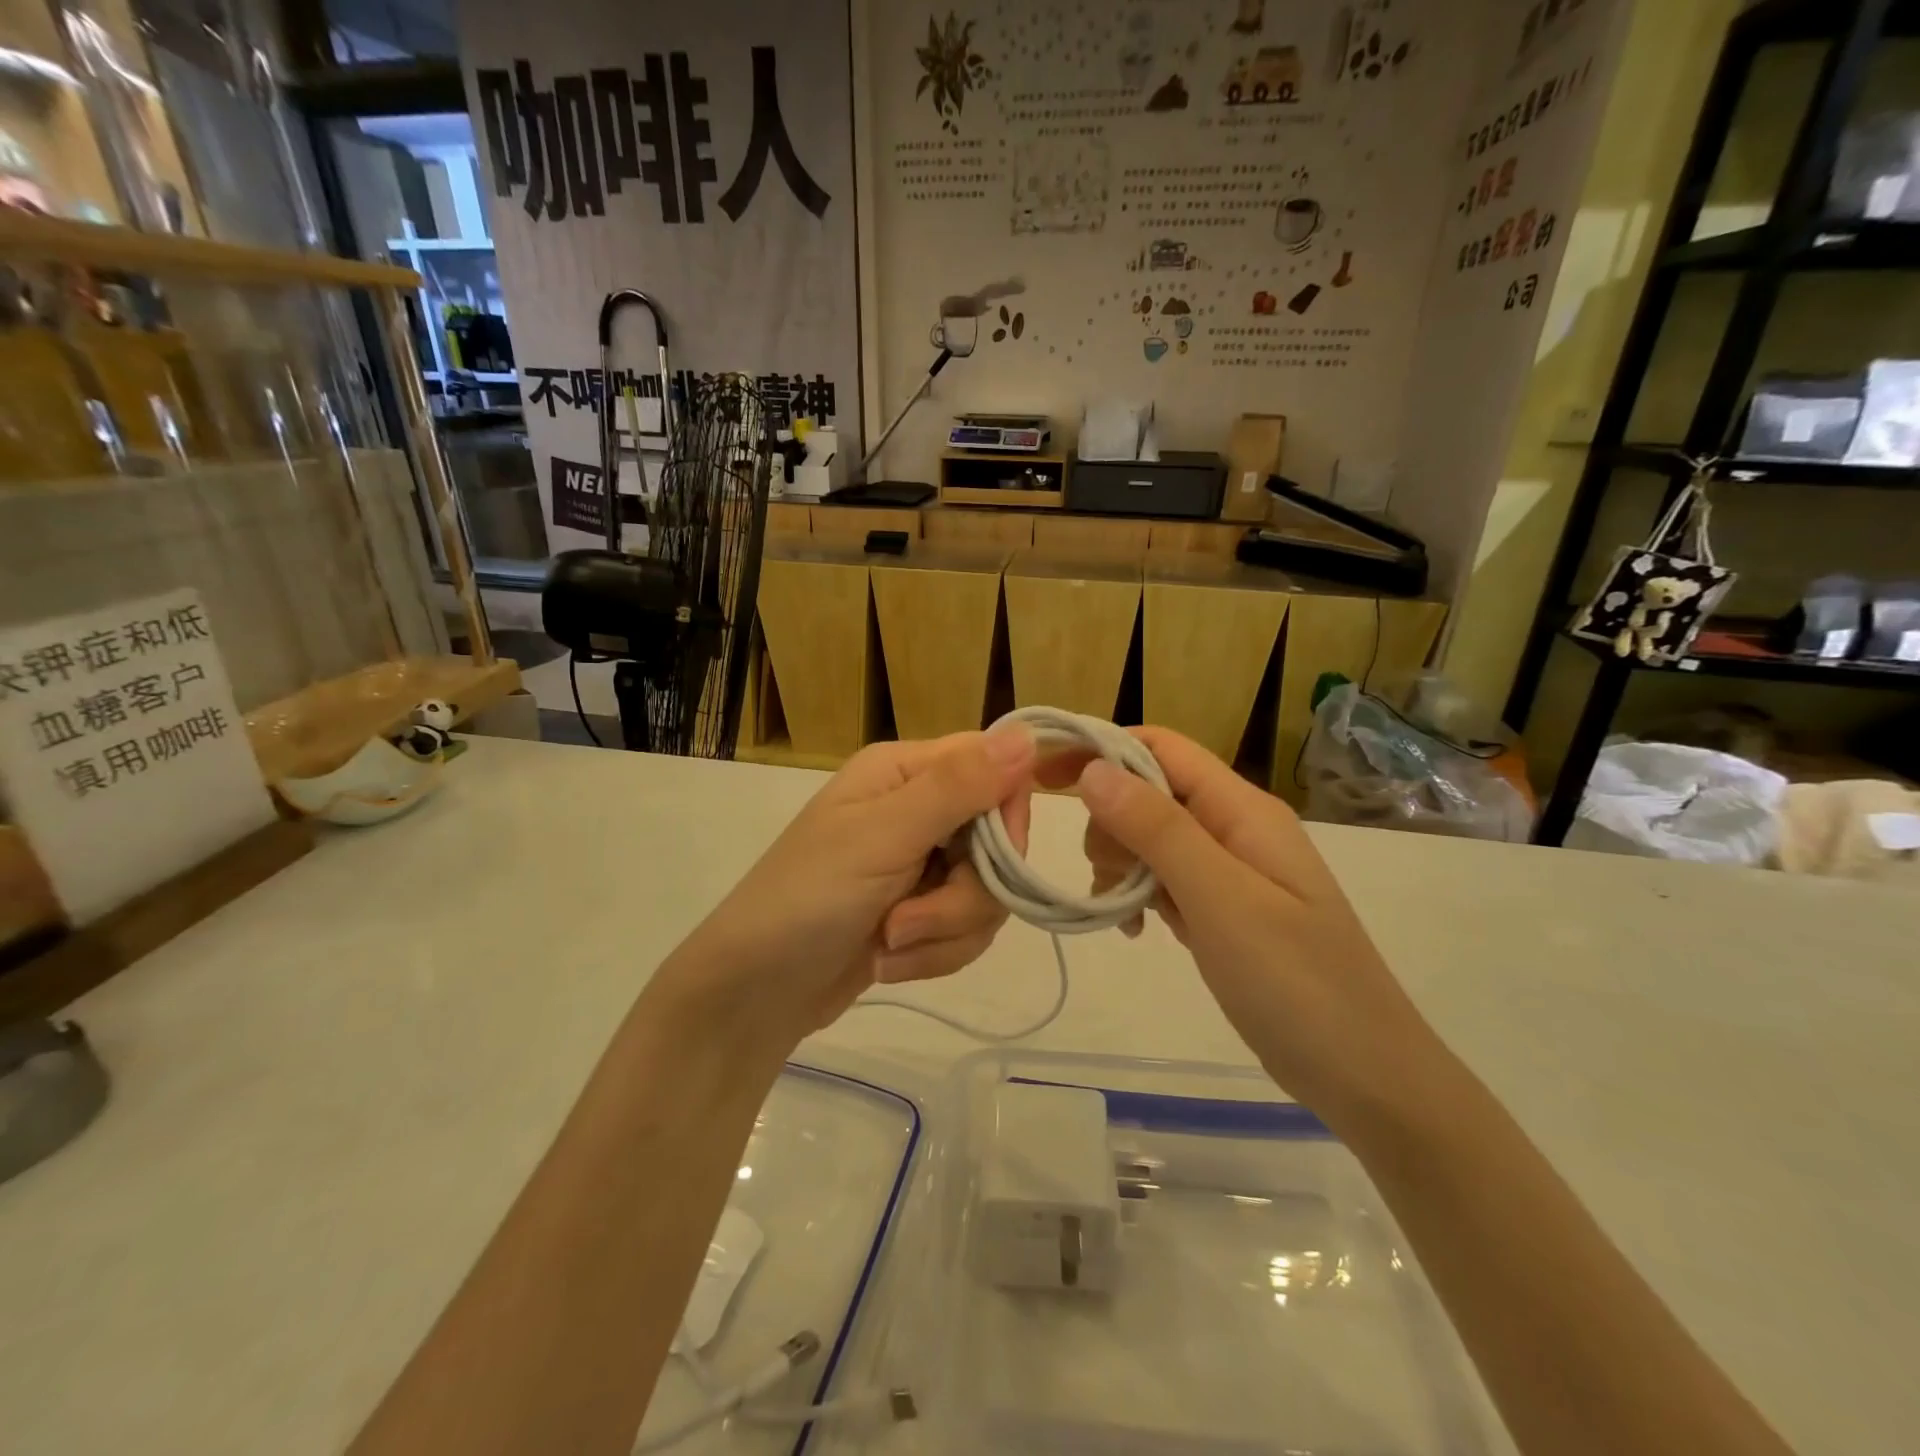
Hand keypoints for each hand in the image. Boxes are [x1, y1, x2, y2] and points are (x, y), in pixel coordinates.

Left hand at [675, 727, 1035, 1038]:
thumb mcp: (883, 837)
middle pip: (997, 840)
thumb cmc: (808, 899)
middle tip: (909, 920)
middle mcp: (918, 809)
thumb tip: (1026, 735)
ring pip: (988, 892)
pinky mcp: (921, 913)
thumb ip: (957, 787)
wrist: (754, 993)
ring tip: (889, 944)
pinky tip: (887, 962)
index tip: (996, 856)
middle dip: (965, 895)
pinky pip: (968, 928)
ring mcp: (920, 864)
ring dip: (944, 930)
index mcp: (905, 772)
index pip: (995, 767)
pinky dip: (934, 953)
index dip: (1008, 814)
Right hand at [1059, 727, 1443, 1126]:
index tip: (1046, 777)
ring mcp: (1231, 871)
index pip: (1161, 749)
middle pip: (1150, 792)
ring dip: (1121, 864)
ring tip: (1120, 912)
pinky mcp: (1225, 910)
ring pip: (1152, 839)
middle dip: (1111, 822)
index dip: (1102, 750)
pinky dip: (1140, 896)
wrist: (1366, 1077)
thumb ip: (1158, 829)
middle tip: (1103, 876)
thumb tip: (1094, 769)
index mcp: (1242, 810)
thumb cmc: (1296, 983)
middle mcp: (1235, 828)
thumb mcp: (1221, 900)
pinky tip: (1136, 931)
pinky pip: (1166, 881)